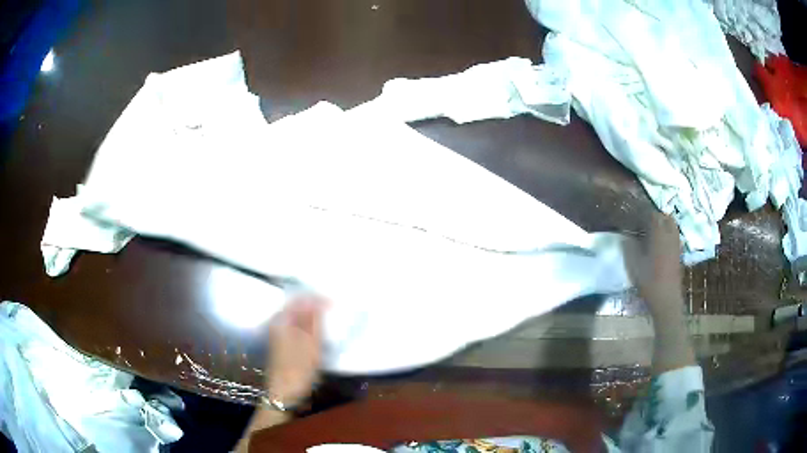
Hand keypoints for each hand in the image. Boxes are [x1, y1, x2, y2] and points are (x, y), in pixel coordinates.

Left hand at [265, 295, 326, 405]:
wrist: (284, 394)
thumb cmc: (298, 369)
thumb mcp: (311, 344)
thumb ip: (315, 321)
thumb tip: (319, 300)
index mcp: (282, 321)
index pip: (300, 300)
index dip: (317, 299)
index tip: (335, 302)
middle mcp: (278, 324)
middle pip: (297, 308)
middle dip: (315, 306)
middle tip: (334, 308)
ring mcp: (280, 335)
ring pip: (298, 318)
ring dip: (313, 317)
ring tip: (329, 318)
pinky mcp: (284, 345)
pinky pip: (298, 328)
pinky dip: (309, 328)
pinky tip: (319, 333)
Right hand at [624, 213, 683, 313]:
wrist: (666, 299)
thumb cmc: (649, 282)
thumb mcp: (634, 266)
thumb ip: (629, 248)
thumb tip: (625, 236)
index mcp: (659, 235)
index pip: (653, 215)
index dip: (644, 213)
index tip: (635, 215)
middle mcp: (670, 236)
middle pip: (666, 218)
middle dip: (656, 217)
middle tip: (645, 222)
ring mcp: (676, 245)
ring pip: (672, 227)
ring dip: (664, 225)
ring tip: (653, 231)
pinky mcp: (679, 254)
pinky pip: (674, 237)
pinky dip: (668, 235)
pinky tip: (659, 244)